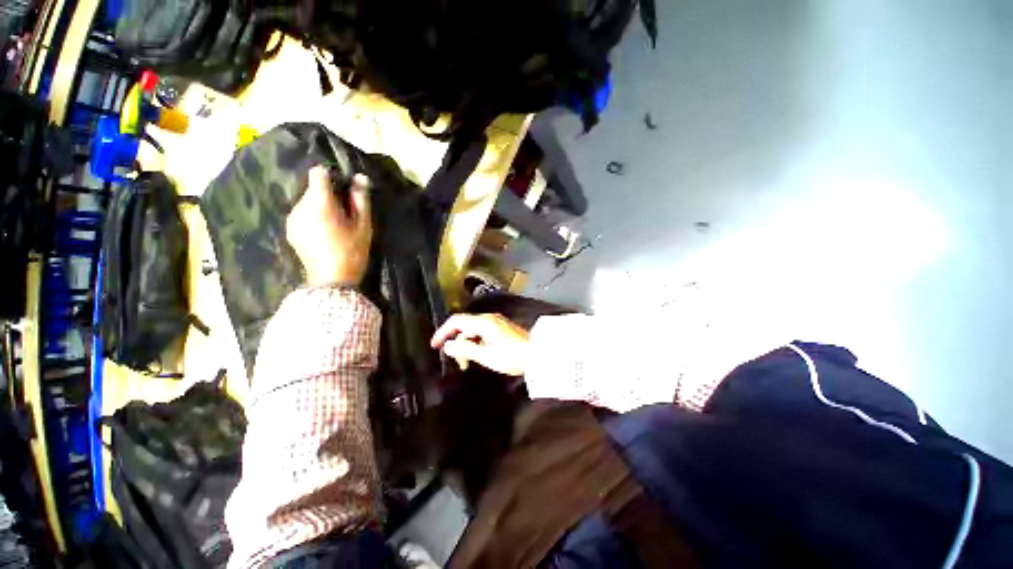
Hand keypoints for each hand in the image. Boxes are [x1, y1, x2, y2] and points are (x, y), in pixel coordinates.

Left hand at [286, 166, 371, 285]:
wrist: (331, 280)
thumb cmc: (352, 252)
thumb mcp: (363, 227)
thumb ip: (361, 200)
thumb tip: (360, 177)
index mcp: (319, 204)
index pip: (318, 173)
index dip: (332, 177)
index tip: (345, 190)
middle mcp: (300, 207)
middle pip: (313, 189)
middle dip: (329, 196)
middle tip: (346, 214)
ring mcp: (292, 219)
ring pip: (307, 201)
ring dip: (320, 207)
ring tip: (335, 225)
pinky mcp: (290, 229)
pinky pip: (302, 213)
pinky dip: (312, 217)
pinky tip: (324, 233)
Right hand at [430, 314, 529, 375]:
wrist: (537, 355)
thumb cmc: (512, 357)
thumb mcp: (486, 356)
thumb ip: (465, 350)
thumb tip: (448, 345)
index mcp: (484, 323)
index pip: (456, 321)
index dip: (443, 332)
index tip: (435, 345)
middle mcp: (489, 318)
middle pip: (464, 327)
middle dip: (458, 343)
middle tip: (460, 363)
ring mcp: (496, 322)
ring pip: (473, 331)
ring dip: (467, 345)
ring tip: (470, 363)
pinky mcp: (501, 328)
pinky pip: (482, 333)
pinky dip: (476, 343)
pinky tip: (480, 355)